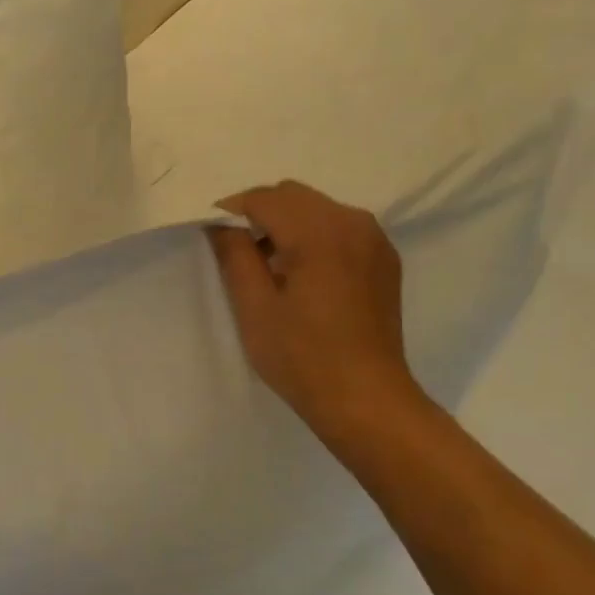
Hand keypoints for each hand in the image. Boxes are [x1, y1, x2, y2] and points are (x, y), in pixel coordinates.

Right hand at [208, 181, 422, 437]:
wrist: (365, 398)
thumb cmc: (301, 356)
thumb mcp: (254, 308)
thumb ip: (235, 256)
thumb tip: (220, 225)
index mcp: (320, 233)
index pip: (265, 199)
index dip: (231, 212)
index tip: (210, 237)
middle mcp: (353, 223)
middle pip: (293, 196)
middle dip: (259, 214)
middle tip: (235, 253)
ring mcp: (374, 241)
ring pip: (318, 210)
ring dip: (286, 225)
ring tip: (268, 268)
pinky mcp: (384, 260)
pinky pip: (340, 229)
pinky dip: (313, 238)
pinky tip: (300, 276)